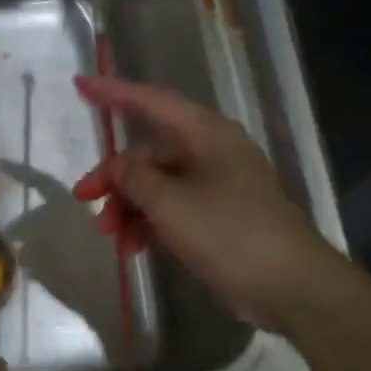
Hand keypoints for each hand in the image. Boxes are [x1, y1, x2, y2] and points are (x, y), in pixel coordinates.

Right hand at [72, 75, 341, 334]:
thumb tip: (116, 167)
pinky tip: (134, 249)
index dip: (115, 92)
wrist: (289, 286)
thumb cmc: (230, 234)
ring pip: (158, 187)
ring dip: (130, 209)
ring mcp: (216, 188)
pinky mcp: (218, 220)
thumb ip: (134, 179)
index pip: (153, 102)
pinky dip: (150, 226)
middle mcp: (212, 154)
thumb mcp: (171, 204)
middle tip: (86, 203)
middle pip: (150, 155)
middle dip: (116, 180)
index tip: (80, 85)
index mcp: (207, 135)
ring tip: (113, 239)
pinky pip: (173, 212)